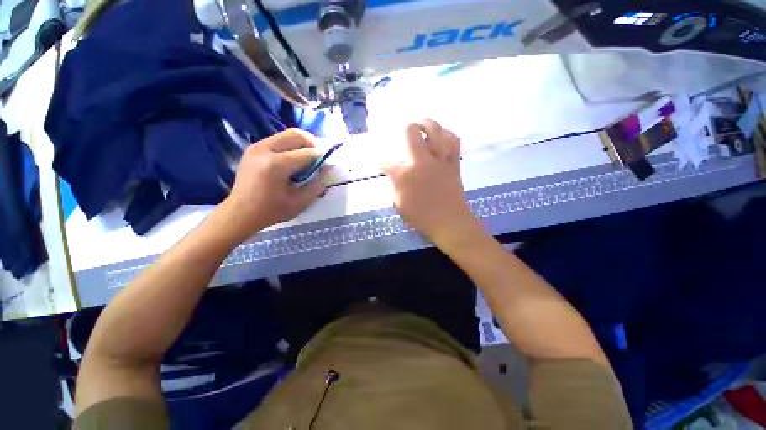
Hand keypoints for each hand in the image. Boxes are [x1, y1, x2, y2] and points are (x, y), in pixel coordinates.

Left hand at [215, 128, 326, 240]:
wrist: (240, 213)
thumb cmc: (271, 211)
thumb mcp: (300, 203)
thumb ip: (317, 185)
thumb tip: (328, 170)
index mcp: (276, 165)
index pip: (307, 153)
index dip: (322, 156)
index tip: (330, 161)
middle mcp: (265, 150)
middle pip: (296, 135)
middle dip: (313, 143)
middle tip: (321, 155)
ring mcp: (256, 147)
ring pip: (286, 134)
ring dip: (302, 143)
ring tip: (310, 156)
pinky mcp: (253, 148)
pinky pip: (278, 140)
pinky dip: (291, 145)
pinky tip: (295, 158)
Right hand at [382, 119, 480, 246]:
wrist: (450, 222)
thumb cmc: (421, 217)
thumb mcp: (399, 204)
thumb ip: (395, 185)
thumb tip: (395, 174)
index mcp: (404, 175)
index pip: (386, 161)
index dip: (381, 161)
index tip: (382, 162)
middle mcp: (421, 161)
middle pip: (411, 133)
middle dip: (405, 128)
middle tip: (404, 129)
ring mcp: (439, 160)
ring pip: (435, 131)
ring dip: (427, 123)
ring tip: (423, 123)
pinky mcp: (453, 162)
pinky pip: (453, 141)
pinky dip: (447, 134)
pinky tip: (442, 135)